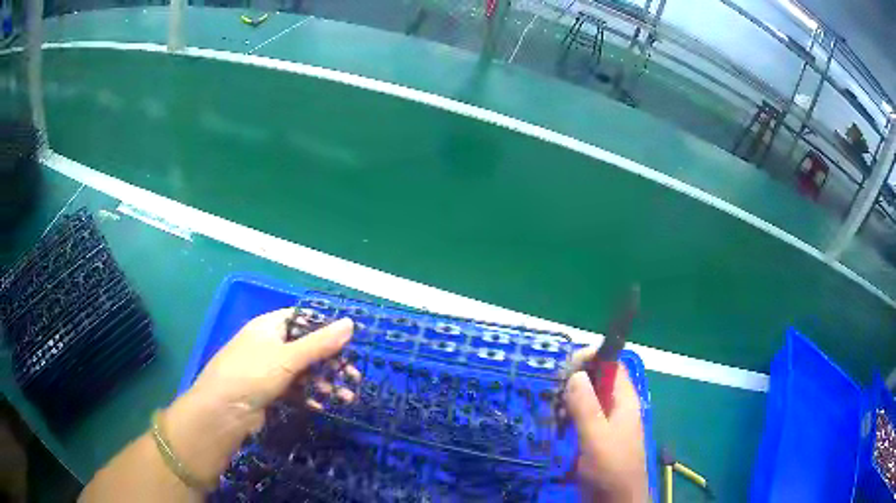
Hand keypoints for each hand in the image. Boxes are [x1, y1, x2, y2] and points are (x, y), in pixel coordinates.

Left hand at [162, 309, 355, 484]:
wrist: (222, 412)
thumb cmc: (252, 375)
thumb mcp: (287, 358)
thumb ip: (319, 343)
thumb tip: (350, 323)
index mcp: (269, 327)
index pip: (301, 318)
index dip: (325, 327)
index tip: (349, 341)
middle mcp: (268, 345)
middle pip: (305, 347)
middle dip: (330, 362)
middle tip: (354, 376)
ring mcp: (268, 369)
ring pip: (303, 371)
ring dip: (324, 382)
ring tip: (346, 397)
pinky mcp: (269, 391)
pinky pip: (295, 389)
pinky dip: (310, 396)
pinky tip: (323, 406)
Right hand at [565, 347, 647, 502]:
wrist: (615, 500)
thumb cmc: (611, 467)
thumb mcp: (597, 437)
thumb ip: (586, 407)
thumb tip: (576, 373)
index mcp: (625, 401)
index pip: (612, 366)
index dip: (593, 359)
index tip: (567, 364)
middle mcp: (617, 408)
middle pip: (598, 382)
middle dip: (575, 381)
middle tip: (551, 387)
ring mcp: (606, 425)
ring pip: (587, 402)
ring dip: (568, 401)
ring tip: (549, 406)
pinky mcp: (595, 440)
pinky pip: (581, 420)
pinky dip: (567, 418)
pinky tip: (553, 424)